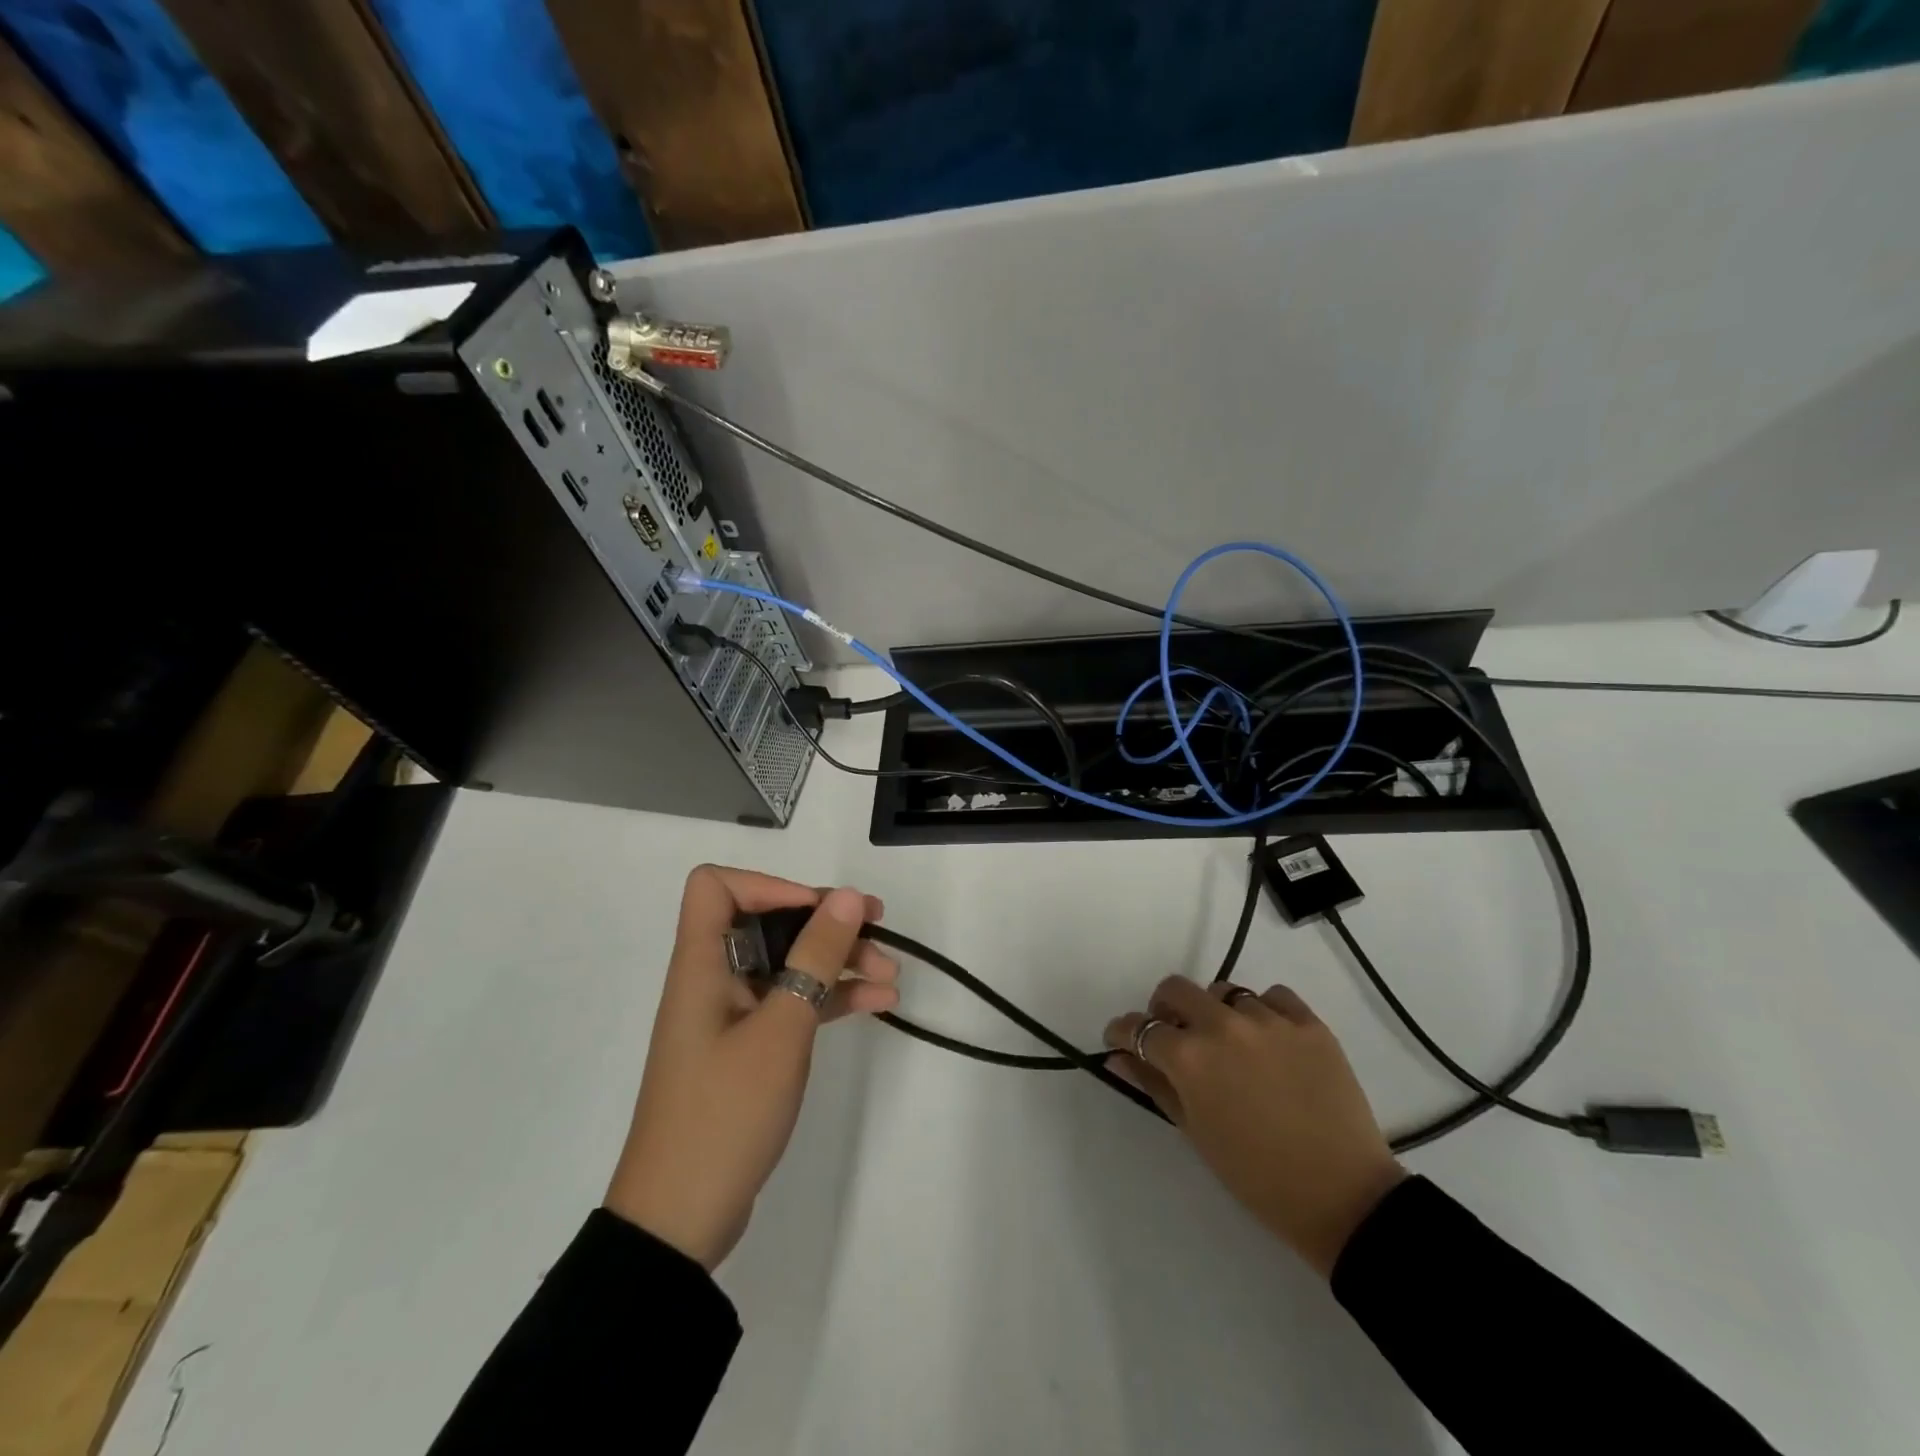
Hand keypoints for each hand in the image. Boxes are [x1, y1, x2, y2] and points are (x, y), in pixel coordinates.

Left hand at [604, 866, 898, 1268]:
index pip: (716, 887)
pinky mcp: (748, 1048)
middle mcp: (713, 979)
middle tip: (878, 927)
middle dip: (825, 922)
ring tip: (891, 974)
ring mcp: (732, 1015)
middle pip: (767, 922)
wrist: (681, 1220)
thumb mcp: (781, 1029)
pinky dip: (832, 998)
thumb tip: (847, 896)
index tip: (819, 911)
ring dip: (838, 962)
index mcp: (702, 965)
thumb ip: (816, 958)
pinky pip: (793, 1003)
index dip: (769, 886)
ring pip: (787, 963)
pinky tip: (879, 1003)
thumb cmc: (724, 1113)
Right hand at [1106, 978, 1405, 1277]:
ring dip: (1216, 1012)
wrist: (1343, 1197)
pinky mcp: (1308, 1023)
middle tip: (1173, 1035)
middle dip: (1163, 1009)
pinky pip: (1274, 997)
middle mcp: (1222, 1025)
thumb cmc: (1256, 1176)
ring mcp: (1269, 1020)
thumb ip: (1153, 1084)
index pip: (1139, 1028)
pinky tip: (1268, 1040)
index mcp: (1189, 1057)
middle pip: (1176, 989)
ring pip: (1225, 992)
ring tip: (1230, 1044)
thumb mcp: (1194, 1131)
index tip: (1120, 1040)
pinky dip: (1263, 1011)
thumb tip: (1119, 1056)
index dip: (1122, 1033)